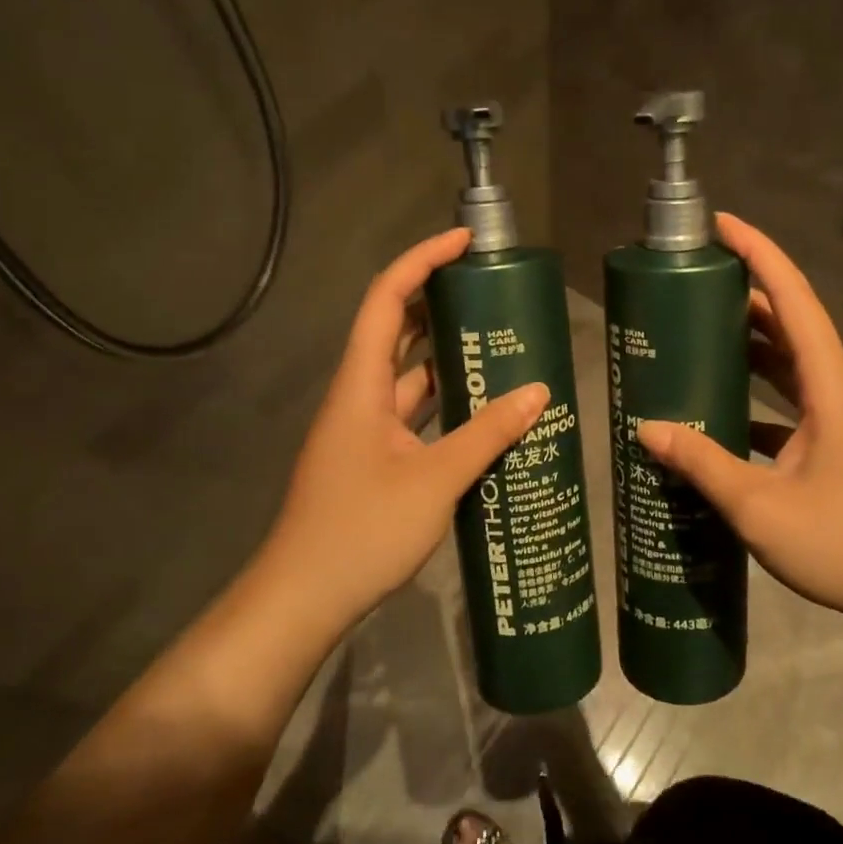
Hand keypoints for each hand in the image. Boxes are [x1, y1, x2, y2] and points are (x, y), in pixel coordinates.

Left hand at [259, 228, 549, 633]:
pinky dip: (446, 402)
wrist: (303, 600)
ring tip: (499, 341)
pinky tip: (484, 408)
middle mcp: (359, 397)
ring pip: (408, 375)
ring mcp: (366, 430)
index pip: (386, 299)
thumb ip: (487, 434)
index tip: (465, 243)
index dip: (422, 261)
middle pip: (396, 330)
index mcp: (360, 385)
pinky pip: (414, 413)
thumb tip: (539, 392)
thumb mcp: (435, 480)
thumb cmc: (361, 530)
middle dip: (439, 302)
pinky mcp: (375, 458)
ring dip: (447, 355)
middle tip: (492, 292)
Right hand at [637, 213, 842, 636]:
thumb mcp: (762, 509)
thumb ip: (703, 464)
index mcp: (831, 383)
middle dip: (742, 293)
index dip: (757, 252)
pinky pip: (794, 399)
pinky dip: (759, 392)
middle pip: (789, 321)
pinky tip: (721, 409)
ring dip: (750, 343)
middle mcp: (841, 386)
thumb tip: (646, 430)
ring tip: (695, 333)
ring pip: (791, 361)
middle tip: (688, 284)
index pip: (793, 297)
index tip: (719, 224)